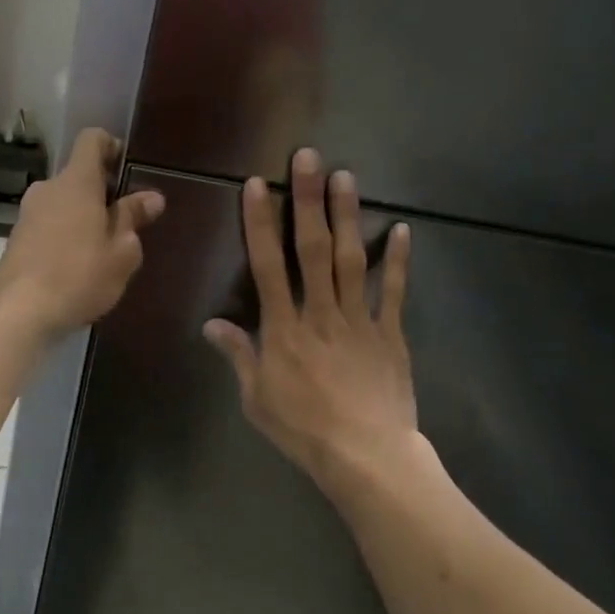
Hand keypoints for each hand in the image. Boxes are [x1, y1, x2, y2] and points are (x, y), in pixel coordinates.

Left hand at [0, 128, 165, 337]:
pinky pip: (48, 225)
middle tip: (124, 221)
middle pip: (78, 176)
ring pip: (62, 203)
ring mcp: (27, 214)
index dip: (111, 146)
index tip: (127, 168)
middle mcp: (48, 189)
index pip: (92, 140)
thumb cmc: (79, 276)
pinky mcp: (16, 239)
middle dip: (102, 192)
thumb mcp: (121, 252)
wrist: (19, 311)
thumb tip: (151, 197)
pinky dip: (65, 235)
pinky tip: (77, 266)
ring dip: (83, 217)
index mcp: (77, 182)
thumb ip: (133, 219)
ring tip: (103, 250)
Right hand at [204, 149, 420, 494]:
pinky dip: (398, 261)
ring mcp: (359, 320)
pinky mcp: (390, 334)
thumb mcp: (256, 398)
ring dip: (347, 216)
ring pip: (352, 259)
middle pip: (312, 249)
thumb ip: (238, 356)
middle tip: (308, 158)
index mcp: (283, 329)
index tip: (258, 186)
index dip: (260, 223)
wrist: (365, 455)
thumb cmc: (303, 429)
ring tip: (345, 176)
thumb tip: (213, 324)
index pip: (268, 265)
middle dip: (307, 201)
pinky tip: (401, 229)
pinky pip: (394, 292)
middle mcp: (320, 313)